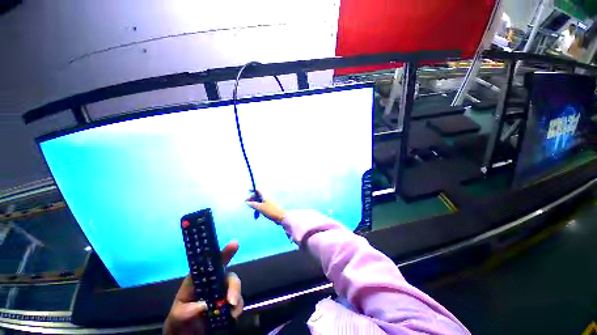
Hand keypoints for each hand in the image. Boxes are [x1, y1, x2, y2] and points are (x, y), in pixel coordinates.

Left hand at [164, 241, 242, 334]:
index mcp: (199, 280)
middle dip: (233, 286)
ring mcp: (222, 294)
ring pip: (235, 288)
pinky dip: (238, 308)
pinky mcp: (229, 305)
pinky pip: (238, 302)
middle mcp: (214, 283)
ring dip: (236, 297)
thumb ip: (184, 311)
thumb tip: (203, 305)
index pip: (211, 263)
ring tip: (232, 313)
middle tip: (231, 301)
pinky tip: (233, 316)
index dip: (223, 253)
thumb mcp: (176, 317)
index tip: (235, 244)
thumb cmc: (178, 322)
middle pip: (229, 276)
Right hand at [246, 191, 285, 223]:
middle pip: (257, 196)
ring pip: (259, 201)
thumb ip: (253, 204)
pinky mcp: (268, 208)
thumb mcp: (260, 208)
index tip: (248, 190)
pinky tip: (256, 214)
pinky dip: (257, 208)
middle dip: (252, 198)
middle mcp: (266, 198)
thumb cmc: (270, 211)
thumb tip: (247, 202)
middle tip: (246, 202)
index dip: (253, 189)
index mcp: (265, 196)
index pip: (258, 190)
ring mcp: (268, 203)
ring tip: (250, 208)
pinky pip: (261, 206)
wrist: (280, 217)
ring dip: (254, 204)